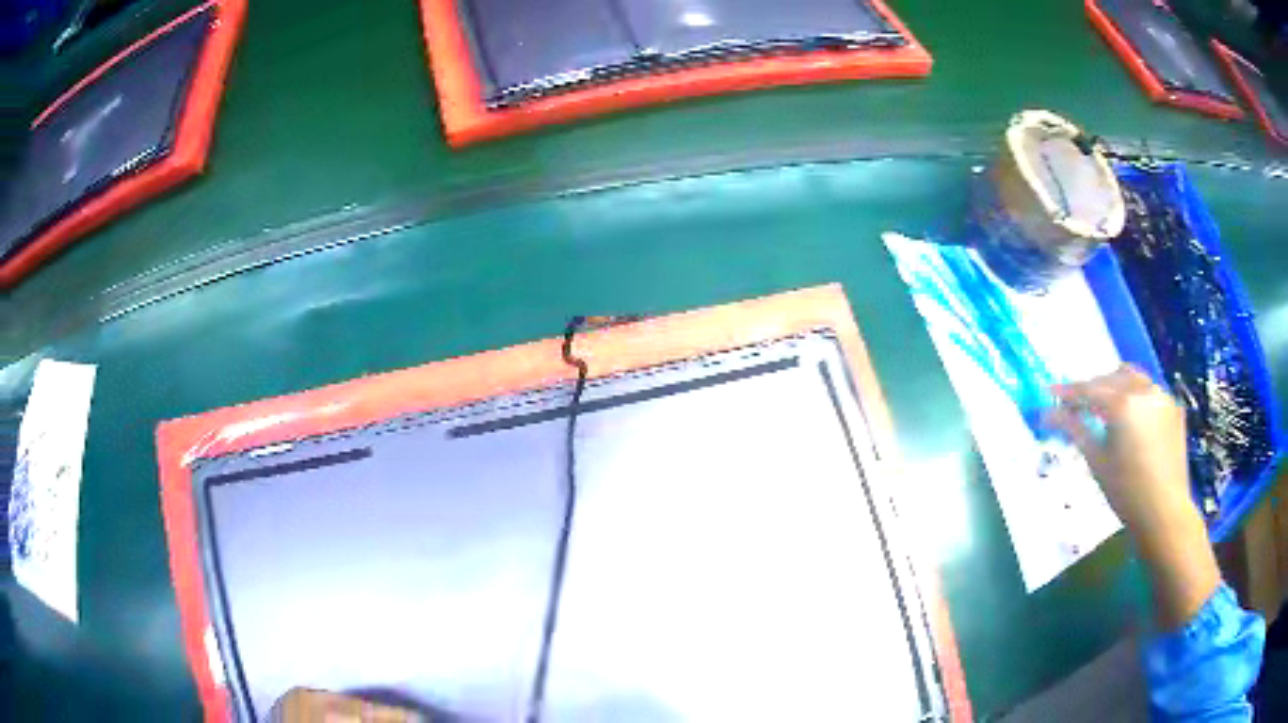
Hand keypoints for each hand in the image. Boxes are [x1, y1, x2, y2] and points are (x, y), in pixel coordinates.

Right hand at [1045, 365, 1218, 628]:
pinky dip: (1135, 397)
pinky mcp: (1173, 407)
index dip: (1068, 392)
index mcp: (1123, 404)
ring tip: (1104, 407)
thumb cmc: (1126, 493)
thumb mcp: (1097, 462)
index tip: (1050, 394)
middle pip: (1111, 378)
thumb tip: (1047, 413)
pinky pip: (1149, 392)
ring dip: (1115, 386)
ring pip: (1132, 378)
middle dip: (1092, 388)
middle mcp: (1144, 390)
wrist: (1165, 513)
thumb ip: (1075, 429)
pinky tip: (1131, 419)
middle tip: (1076, 405)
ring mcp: (1162, 396)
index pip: (1089, 390)